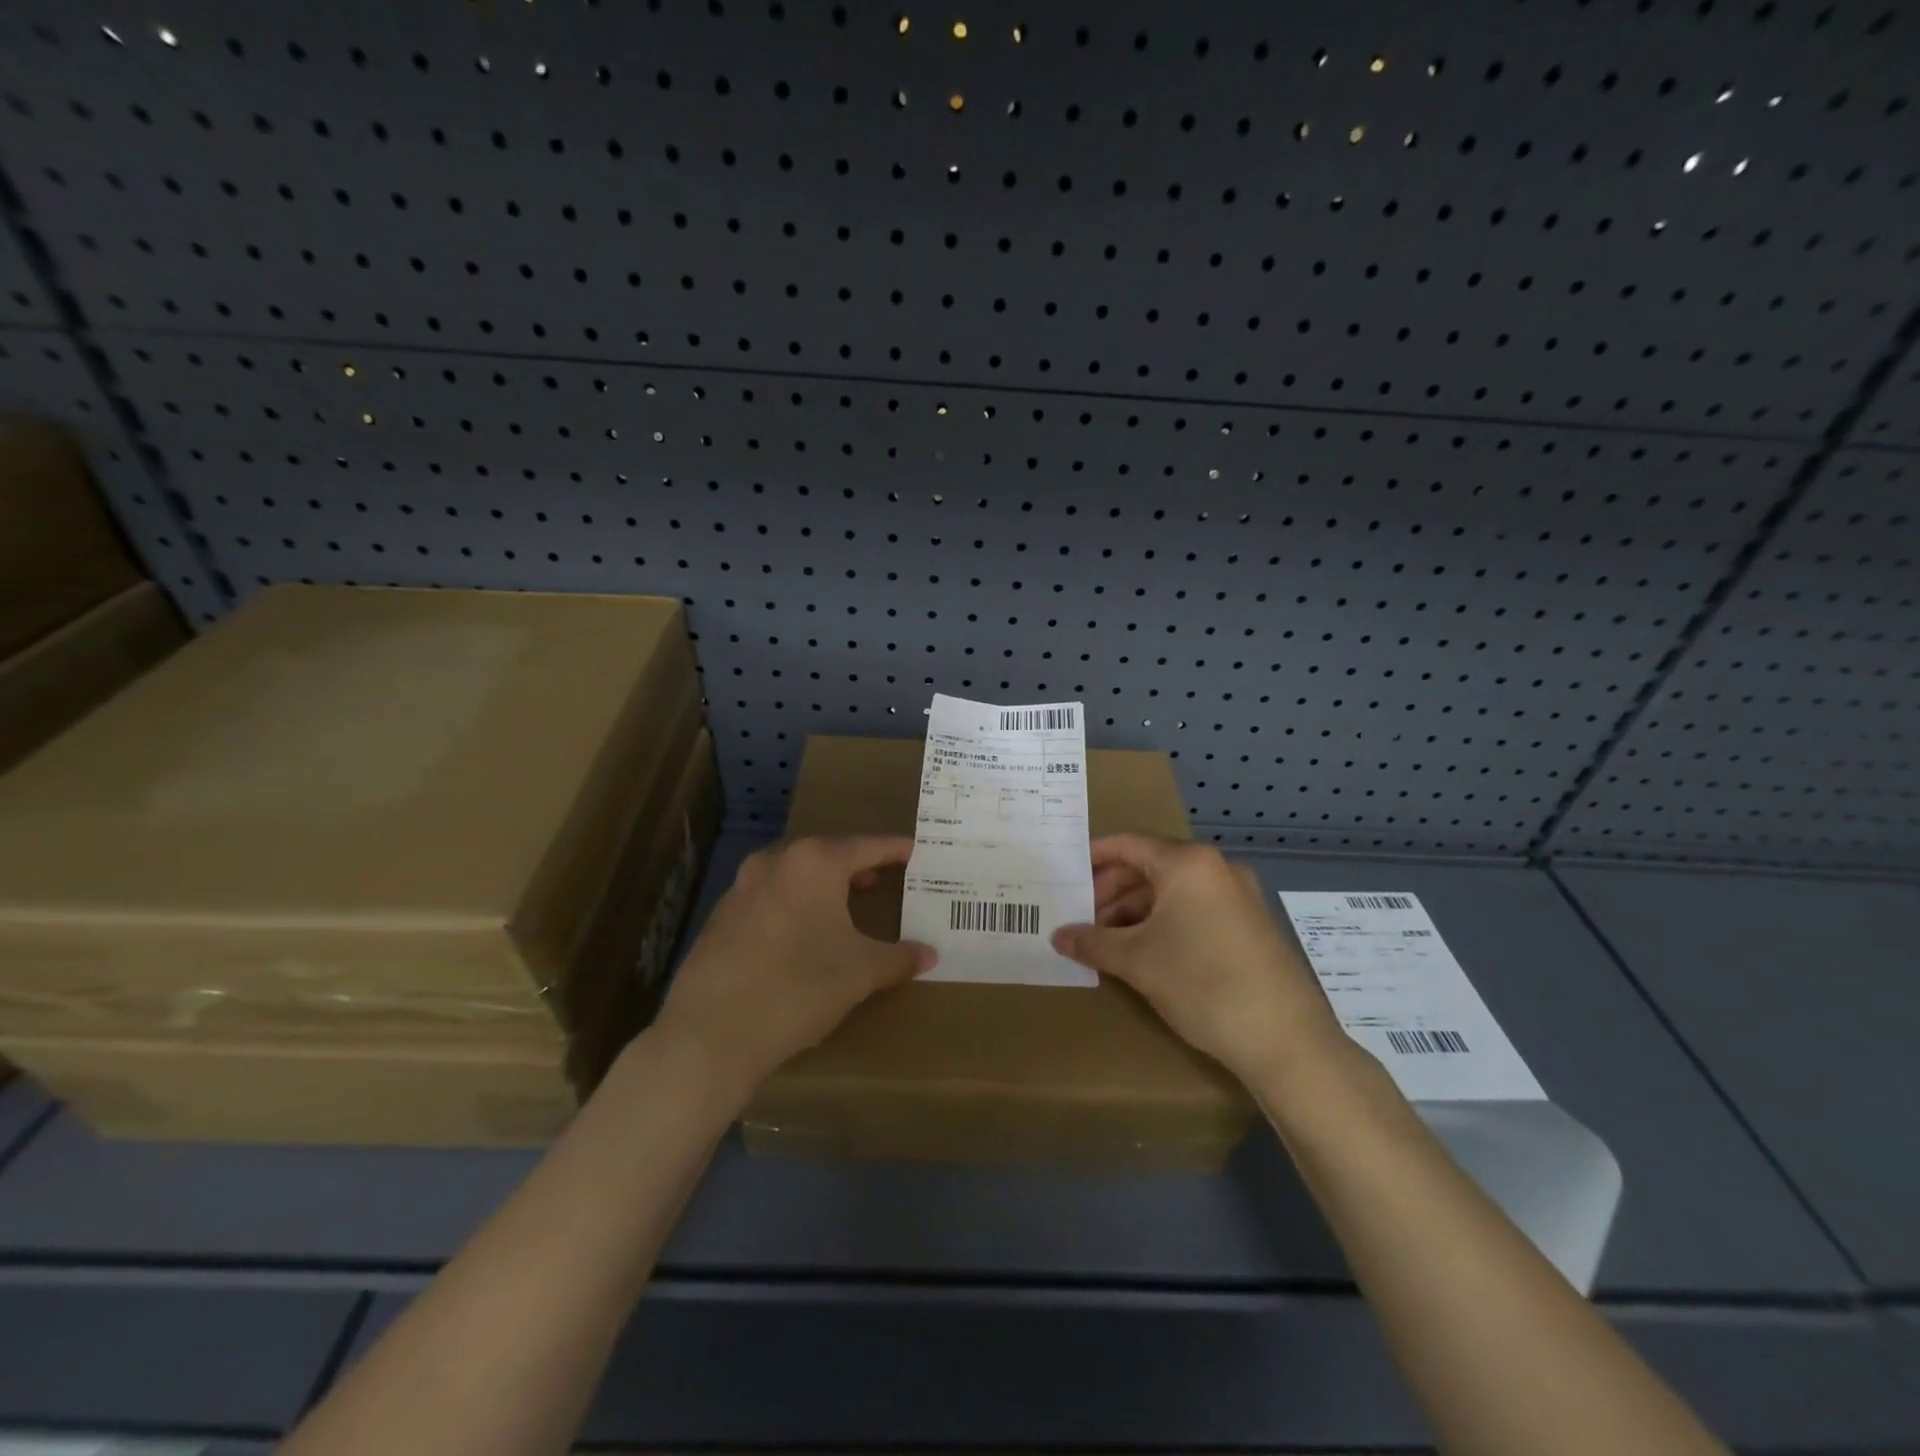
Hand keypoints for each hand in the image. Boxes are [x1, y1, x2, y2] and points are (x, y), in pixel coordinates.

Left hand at [654, 836, 936, 1098]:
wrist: (712, 1034)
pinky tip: (800, 936)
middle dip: (854, 866)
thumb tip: (929, 955)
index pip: (866, 846)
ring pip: (793, 875)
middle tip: (880, 880)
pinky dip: (792, 906)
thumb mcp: (861, 972)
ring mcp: (741, 888)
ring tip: (842, 908)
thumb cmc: (799, 987)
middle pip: (826, 854)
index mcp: (814, 862)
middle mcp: (775, 862)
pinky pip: (768, 899)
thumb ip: (898, 958)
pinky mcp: (720, 918)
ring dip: (820, 886)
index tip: (914, 851)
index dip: (894, 850)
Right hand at [1052, 834, 1350, 1088]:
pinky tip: (1146, 951)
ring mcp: (1239, 896)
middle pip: (1151, 865)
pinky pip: (1196, 908)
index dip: (1094, 857)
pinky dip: (1165, 922)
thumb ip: (1092, 941)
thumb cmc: (1202, 983)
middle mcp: (1217, 868)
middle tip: (1083, 917)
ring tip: (1108, 941)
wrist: (1286, 1040)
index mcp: (1189, 863)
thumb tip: (1058, 936)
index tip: (1067, 875)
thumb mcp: (1137, 961)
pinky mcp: (1251, 924)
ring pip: (1174, 890)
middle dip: (1112, 890)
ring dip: (1136, 910)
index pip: (1129, 844)